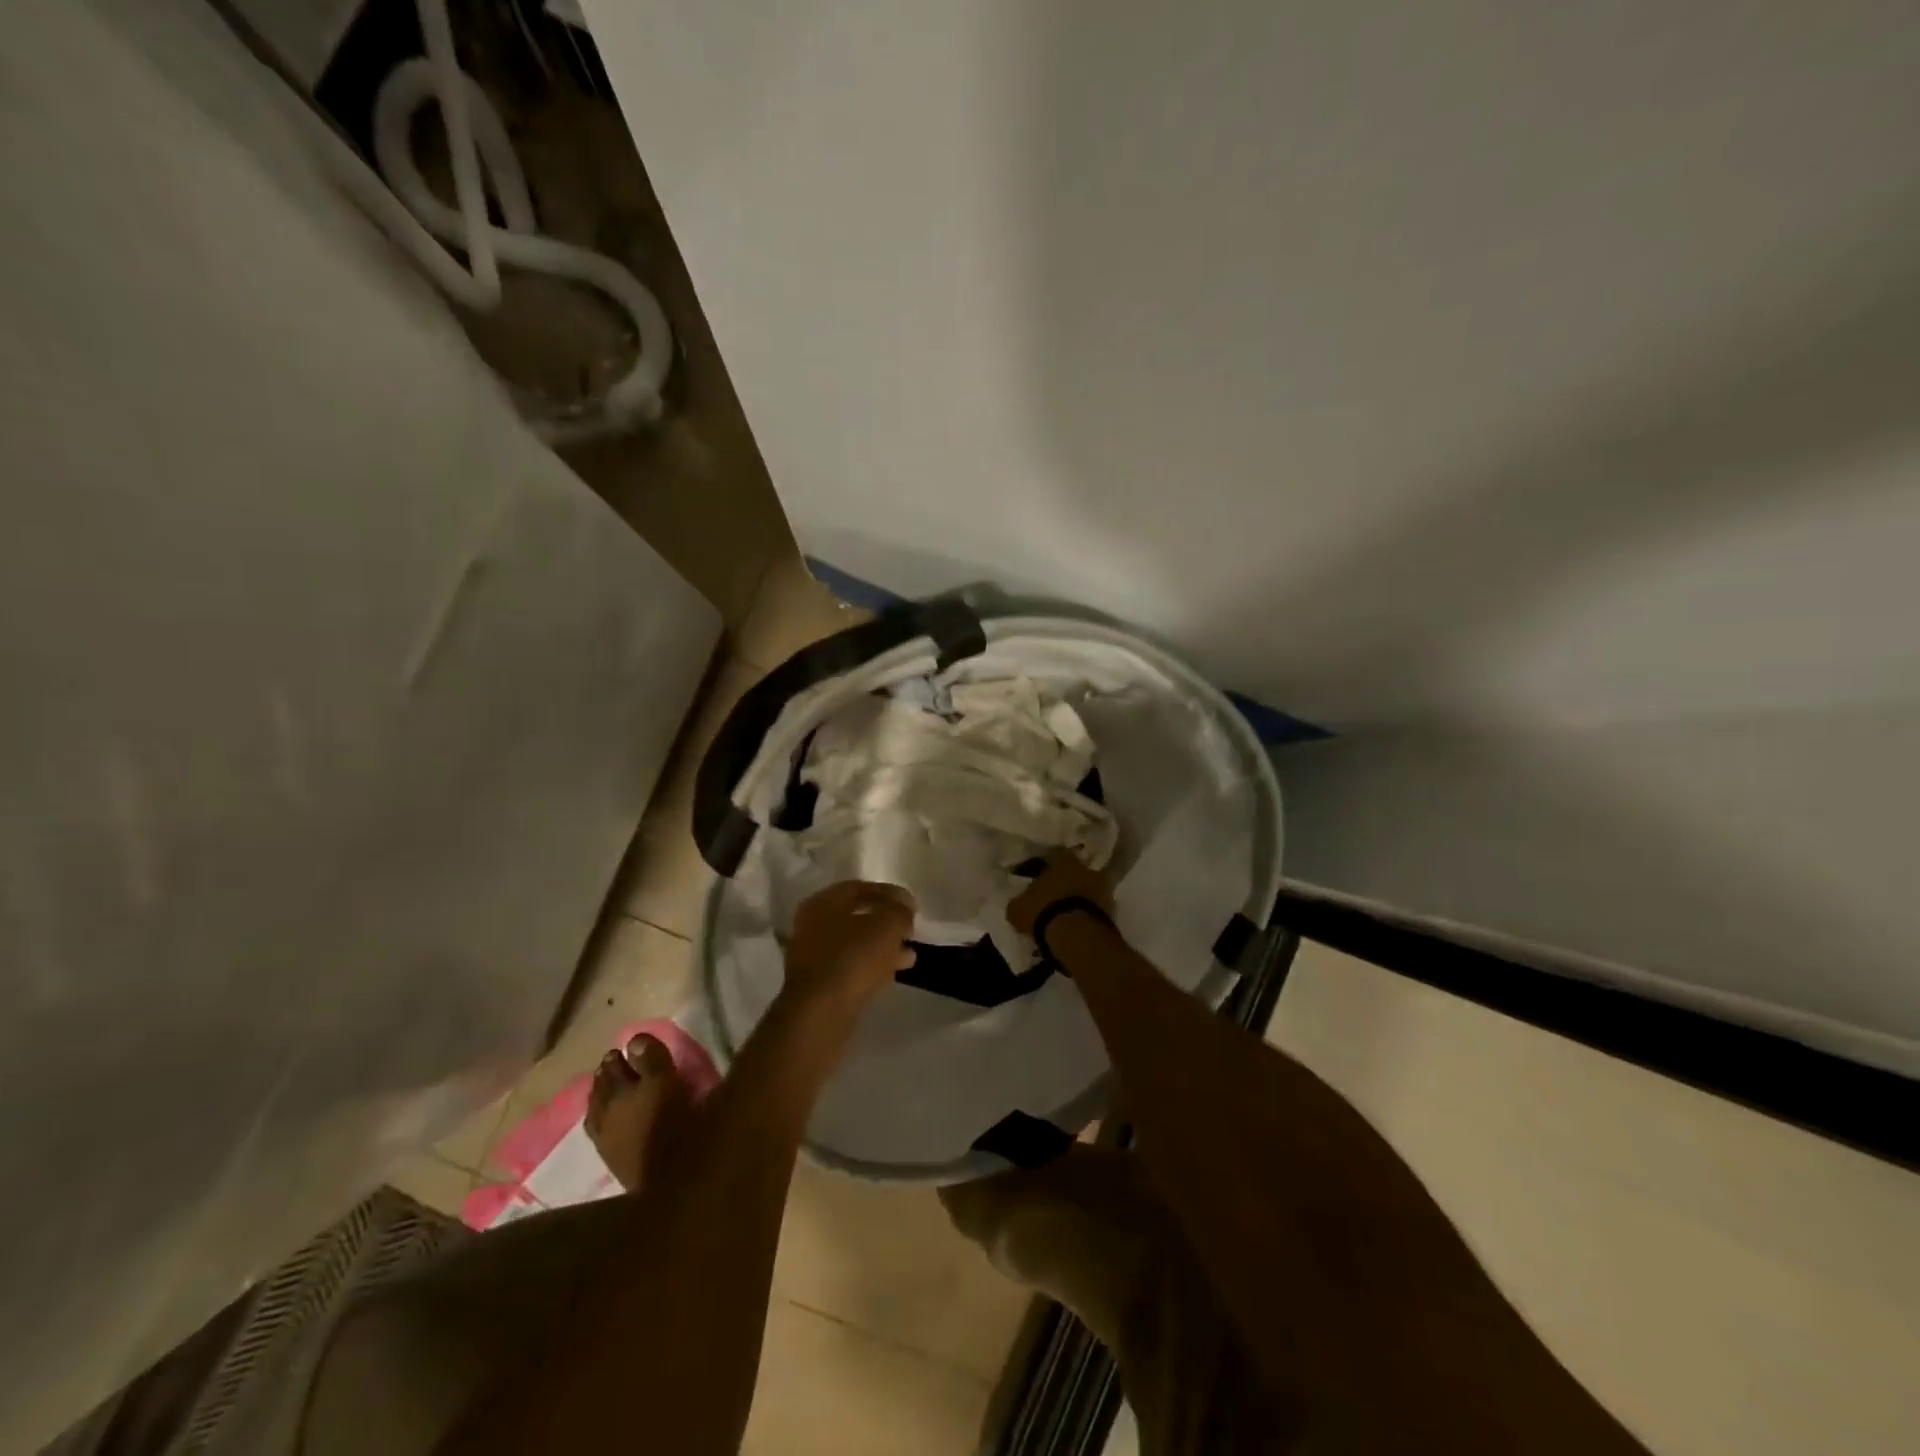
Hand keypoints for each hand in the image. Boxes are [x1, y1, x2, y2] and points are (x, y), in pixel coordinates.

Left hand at [784, 880, 917, 1008]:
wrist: (821, 1013)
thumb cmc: (853, 958)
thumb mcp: (887, 926)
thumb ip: (900, 911)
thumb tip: (904, 910)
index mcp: (823, 902)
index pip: (860, 888)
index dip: (890, 893)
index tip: (912, 906)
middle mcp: (812, 924)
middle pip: (856, 916)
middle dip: (886, 922)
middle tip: (910, 930)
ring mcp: (812, 955)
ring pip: (855, 943)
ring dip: (882, 946)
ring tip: (909, 955)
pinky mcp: (818, 983)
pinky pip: (850, 966)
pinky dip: (872, 965)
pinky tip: (892, 972)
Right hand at [1007, 850, 1114, 935]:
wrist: (1078, 936)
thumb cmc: (1044, 912)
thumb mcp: (1017, 908)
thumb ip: (1018, 901)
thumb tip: (1018, 903)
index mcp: (1062, 858)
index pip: (1047, 858)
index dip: (1036, 870)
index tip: (1029, 882)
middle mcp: (1085, 867)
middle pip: (1069, 874)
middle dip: (1059, 885)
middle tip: (1046, 899)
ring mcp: (1102, 888)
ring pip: (1083, 891)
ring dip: (1073, 900)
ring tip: (1060, 917)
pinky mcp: (1111, 910)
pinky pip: (1092, 909)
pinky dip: (1084, 915)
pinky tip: (1073, 927)